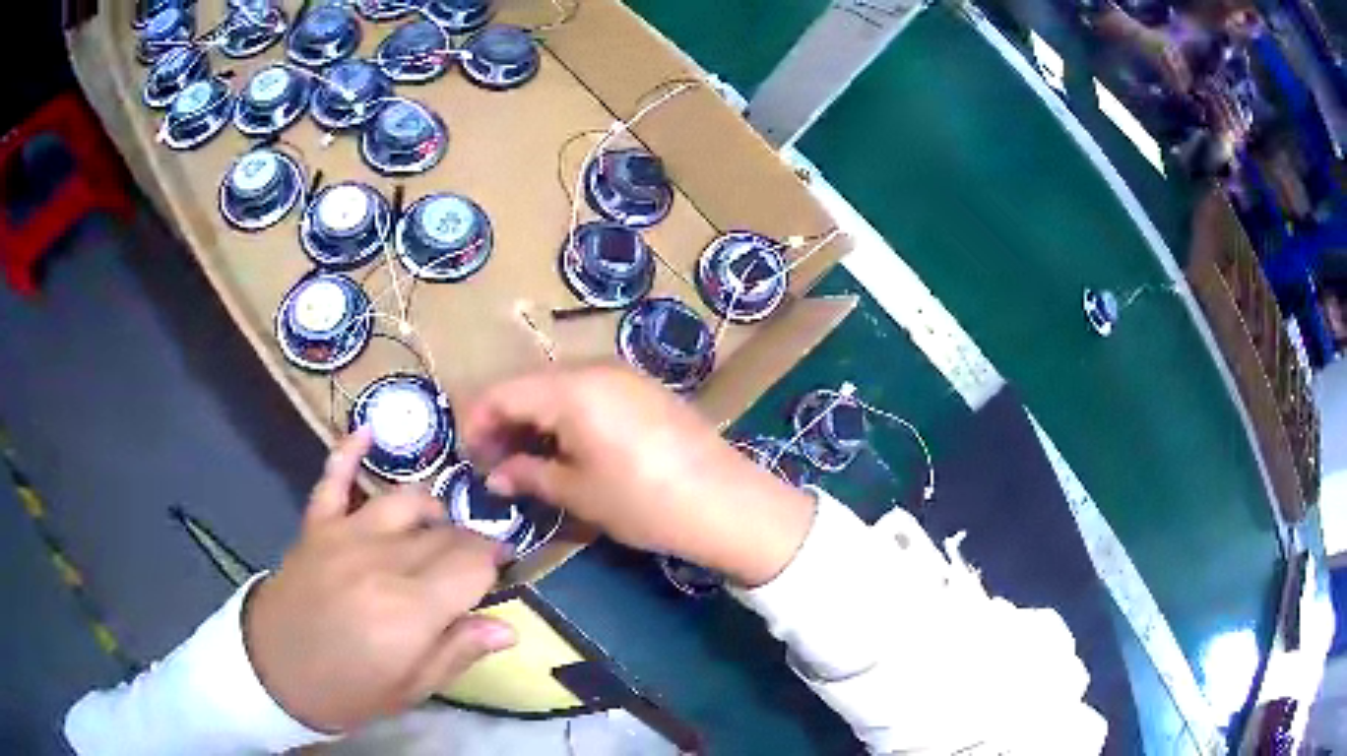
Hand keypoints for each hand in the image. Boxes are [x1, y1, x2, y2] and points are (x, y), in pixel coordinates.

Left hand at [244, 429, 515, 733]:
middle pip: (444, 534)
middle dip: (468, 544)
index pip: (473, 564)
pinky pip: (334, 478)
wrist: (272, 672)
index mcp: (410, 611)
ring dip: (432, 510)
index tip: (501, 574)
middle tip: (471, 566)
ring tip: (437, 529)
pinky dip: (350, 451)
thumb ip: (457, 653)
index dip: (495, 565)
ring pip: (405, 501)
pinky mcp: (316, 525)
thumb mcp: (410, 690)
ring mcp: (344, 536)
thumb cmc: (347, 691)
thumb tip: (508, 628)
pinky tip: (369, 430)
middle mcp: (381, 561)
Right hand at [460, 365, 815, 586]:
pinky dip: (567, 414)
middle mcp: (595, 368)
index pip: (502, 391)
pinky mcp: (646, 389)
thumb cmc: (643, 501)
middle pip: (530, 383)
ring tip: (528, 457)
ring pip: (560, 386)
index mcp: (570, 389)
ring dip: (536, 417)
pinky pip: (591, 392)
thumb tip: (496, 474)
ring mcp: (625, 374)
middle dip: (505, 419)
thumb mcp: (579, 493)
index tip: (468, 454)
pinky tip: (568, 447)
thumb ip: (529, 475)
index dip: (477, 420)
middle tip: (494, 461)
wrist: (726, 502)